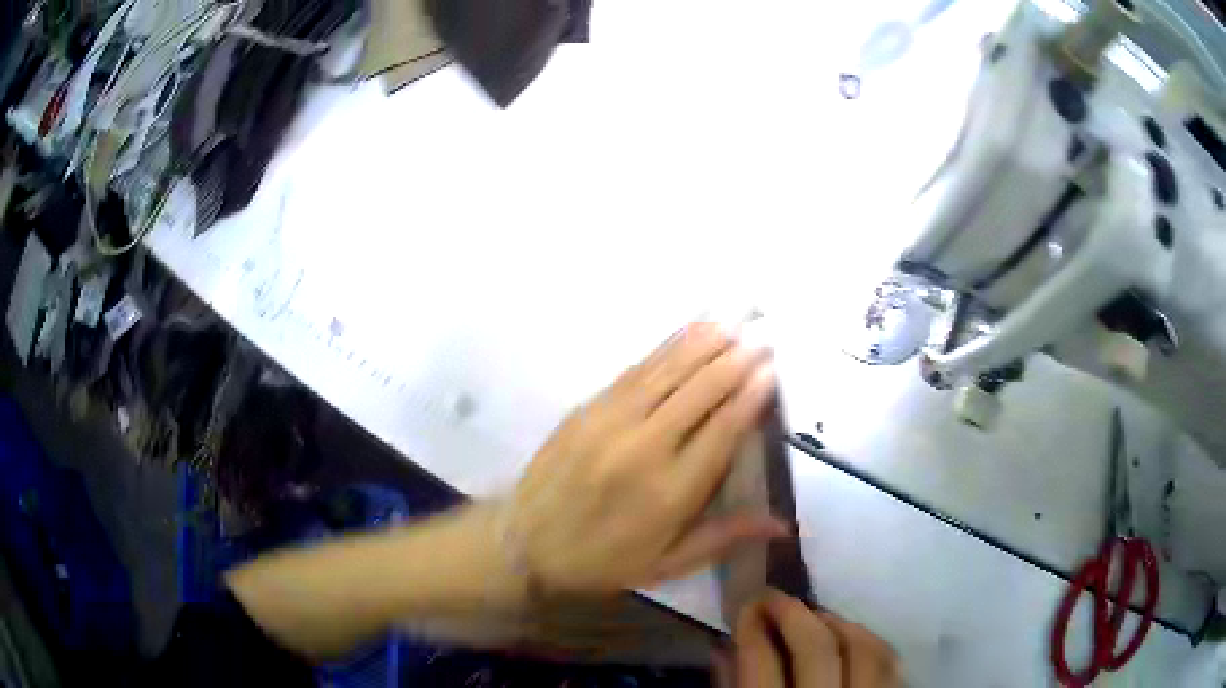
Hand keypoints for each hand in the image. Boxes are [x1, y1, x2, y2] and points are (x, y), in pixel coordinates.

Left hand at [507, 322, 784, 595]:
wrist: (523, 543)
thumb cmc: (602, 561)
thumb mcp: (666, 564)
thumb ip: (725, 537)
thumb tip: (784, 523)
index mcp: (670, 492)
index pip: (722, 431)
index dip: (750, 396)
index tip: (772, 369)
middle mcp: (644, 448)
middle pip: (699, 391)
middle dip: (735, 360)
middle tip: (763, 336)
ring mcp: (611, 422)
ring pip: (667, 372)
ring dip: (703, 343)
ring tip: (733, 320)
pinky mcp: (587, 409)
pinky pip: (634, 371)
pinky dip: (664, 349)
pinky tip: (685, 335)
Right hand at [721, 590, 900, 687]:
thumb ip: (736, 685)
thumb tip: (725, 645)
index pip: (761, 661)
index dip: (752, 625)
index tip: (748, 605)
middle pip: (817, 647)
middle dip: (793, 613)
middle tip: (774, 598)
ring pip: (863, 647)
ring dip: (837, 623)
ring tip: (815, 617)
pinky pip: (891, 661)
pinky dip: (871, 642)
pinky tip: (852, 637)